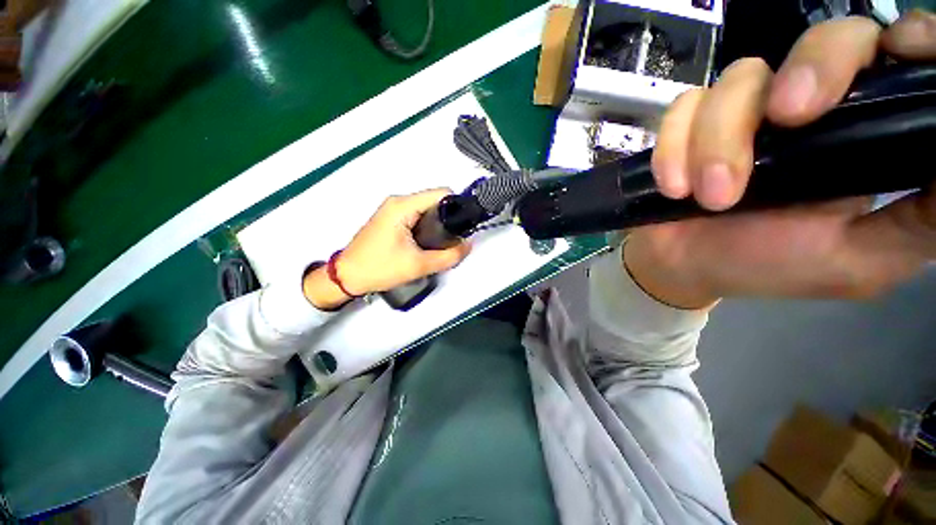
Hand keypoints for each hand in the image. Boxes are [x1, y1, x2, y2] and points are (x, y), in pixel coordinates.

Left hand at [303, 188, 470, 309]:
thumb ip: (449, 256)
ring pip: (427, 209)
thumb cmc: (378, 268)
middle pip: (435, 200)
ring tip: (444, 242)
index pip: (441, 193)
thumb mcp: (419, 265)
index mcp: (403, 206)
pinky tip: (430, 242)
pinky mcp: (392, 219)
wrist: (347, 277)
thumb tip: (468, 245)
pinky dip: (428, 226)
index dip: (458, 205)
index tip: (466, 223)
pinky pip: (418, 216)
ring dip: (439, 223)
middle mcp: (398, 202)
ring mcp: (393, 210)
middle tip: (456, 238)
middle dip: (449, 217)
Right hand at [628, 11, 935, 307]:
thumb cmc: (770, 267)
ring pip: (740, 79)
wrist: (686, 266)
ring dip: (718, 140)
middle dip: (809, 70)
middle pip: (825, 39)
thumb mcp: (861, 260)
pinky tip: (675, 187)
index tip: (902, 52)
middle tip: (784, 121)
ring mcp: (745, 111)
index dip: (910, 39)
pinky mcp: (691, 125)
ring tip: (713, 197)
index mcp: (864, 133)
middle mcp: (810, 107)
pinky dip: (674, 148)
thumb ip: (921, 223)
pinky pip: (683, 110)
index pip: (897, 58)